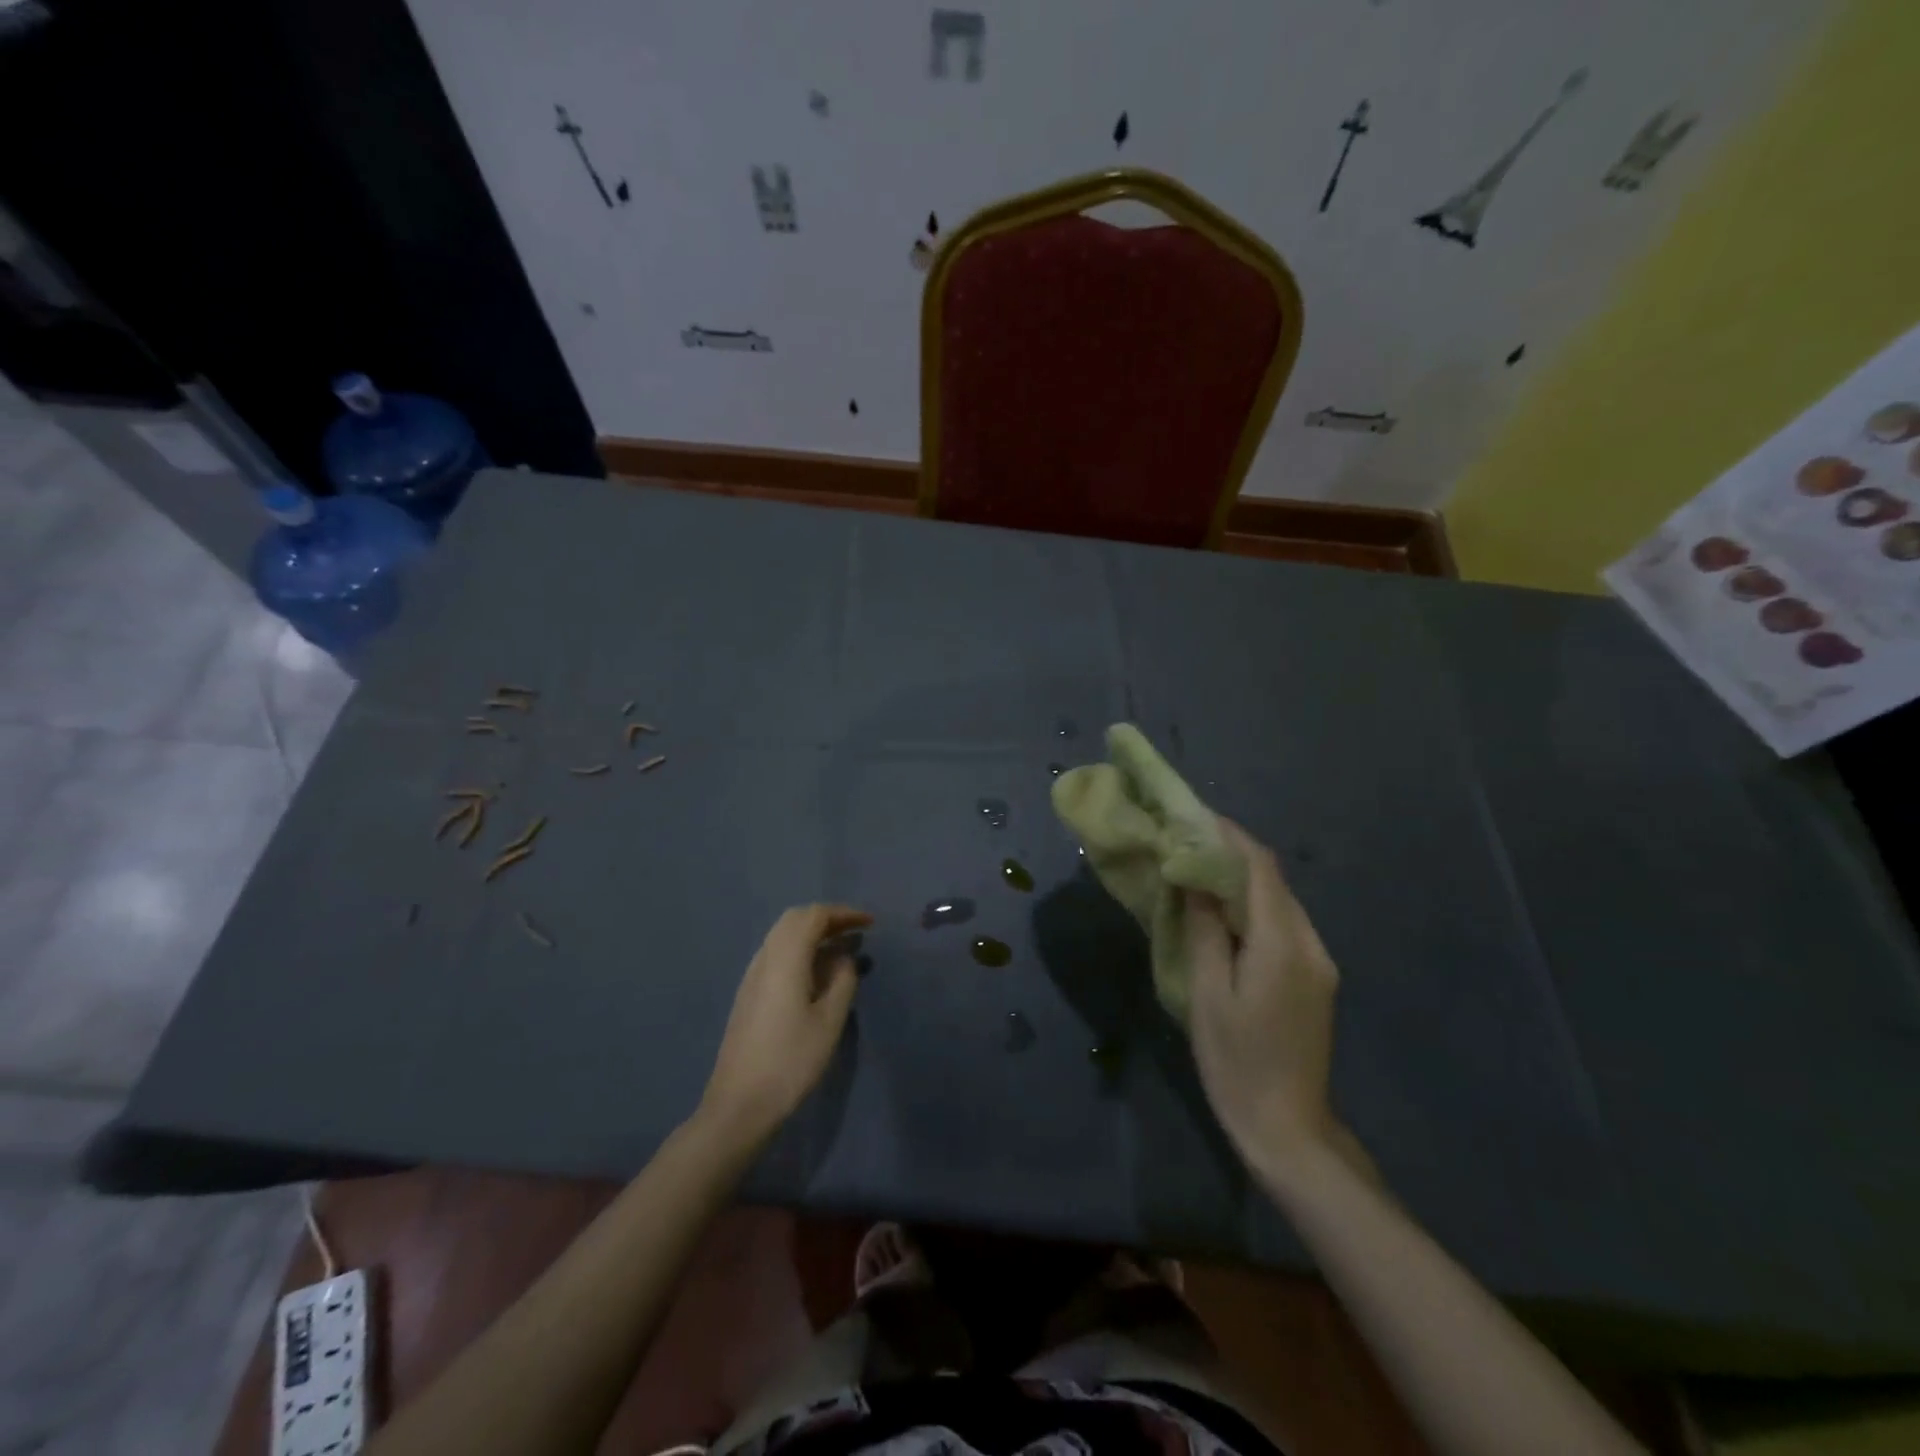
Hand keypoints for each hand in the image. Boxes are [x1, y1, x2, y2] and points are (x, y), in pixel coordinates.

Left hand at [700, 905, 871, 1145]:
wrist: (739, 1104)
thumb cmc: (791, 1061)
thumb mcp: (829, 1021)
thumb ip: (843, 981)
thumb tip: (846, 958)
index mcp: (785, 959)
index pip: (814, 916)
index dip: (844, 913)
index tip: (870, 923)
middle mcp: (765, 958)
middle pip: (795, 919)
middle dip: (827, 919)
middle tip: (856, 931)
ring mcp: (752, 976)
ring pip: (782, 936)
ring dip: (812, 933)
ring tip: (841, 950)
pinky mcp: (748, 994)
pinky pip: (776, 954)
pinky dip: (800, 950)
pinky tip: (816, 973)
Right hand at [1186, 819, 1344, 1183]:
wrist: (1288, 1127)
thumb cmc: (1236, 1061)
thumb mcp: (1207, 994)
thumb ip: (1204, 928)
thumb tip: (1195, 877)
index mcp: (1283, 945)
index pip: (1260, 870)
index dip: (1229, 837)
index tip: (1194, 818)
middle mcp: (1311, 944)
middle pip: (1274, 881)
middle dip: (1233, 854)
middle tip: (1188, 843)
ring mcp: (1319, 962)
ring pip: (1280, 901)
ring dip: (1243, 880)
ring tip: (1199, 872)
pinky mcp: (1317, 978)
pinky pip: (1284, 925)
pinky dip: (1254, 907)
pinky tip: (1224, 913)